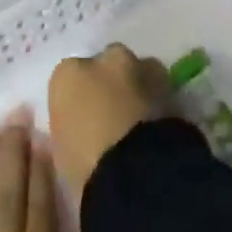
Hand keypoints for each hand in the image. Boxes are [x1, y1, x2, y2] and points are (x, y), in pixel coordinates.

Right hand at [46, 44, 171, 202]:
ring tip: (137, 119)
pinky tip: (154, 123)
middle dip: (108, 82)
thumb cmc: (84, 166)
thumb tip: (82, 128)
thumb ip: (70, 126)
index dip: (77, 98)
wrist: (134, 172)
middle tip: (110, 115)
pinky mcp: (169, 83)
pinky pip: (158, 86)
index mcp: (68, 74)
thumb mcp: (62, 150)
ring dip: (136, 85)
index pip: (69, 77)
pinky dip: (155, 99)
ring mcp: (140, 67)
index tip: (81, 120)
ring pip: (137, 69)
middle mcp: (105, 60)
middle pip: (106, 63)